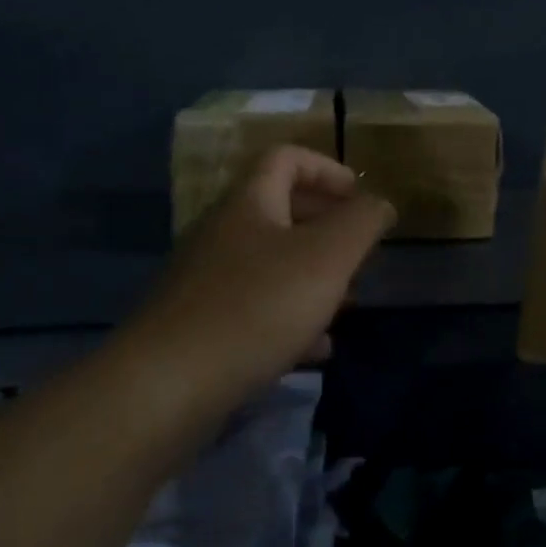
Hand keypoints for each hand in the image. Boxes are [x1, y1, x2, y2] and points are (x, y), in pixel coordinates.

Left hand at [126, 146, 395, 401]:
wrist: (166, 388)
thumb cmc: (257, 306)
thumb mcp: (327, 257)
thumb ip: (362, 222)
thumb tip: (379, 203)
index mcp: (248, 203)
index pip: (287, 158)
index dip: (328, 169)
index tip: (360, 199)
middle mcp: (222, 233)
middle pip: (281, 212)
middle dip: (328, 229)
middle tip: (360, 255)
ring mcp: (206, 282)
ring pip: (272, 265)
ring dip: (314, 278)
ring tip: (347, 305)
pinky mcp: (200, 327)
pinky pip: (255, 309)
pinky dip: (290, 320)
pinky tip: (315, 351)